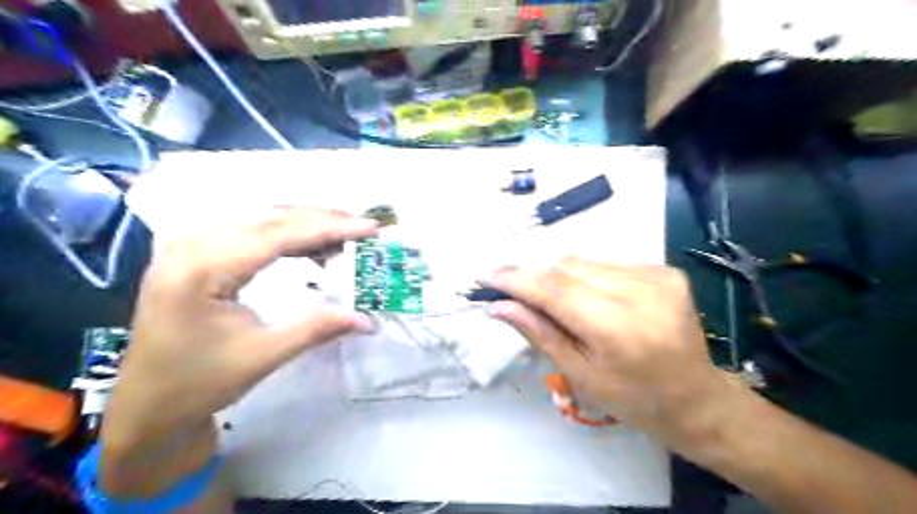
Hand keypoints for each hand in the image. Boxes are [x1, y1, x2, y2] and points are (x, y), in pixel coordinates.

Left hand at [103, 205, 379, 453]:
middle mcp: (190, 245)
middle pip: (269, 218)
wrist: (147, 404)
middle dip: (321, 221)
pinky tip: (309, 246)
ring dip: (305, 225)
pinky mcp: (195, 253)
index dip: (327, 228)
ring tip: (343, 237)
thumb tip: (369, 320)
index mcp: (200, 270)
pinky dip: (285, 235)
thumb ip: (317, 329)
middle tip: (362, 229)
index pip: (276, 234)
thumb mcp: (263, 356)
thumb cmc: (198, 383)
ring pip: (260, 219)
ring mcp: (188, 245)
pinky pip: (249, 230)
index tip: (368, 227)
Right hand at [483, 257, 735, 444]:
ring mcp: (657, 276)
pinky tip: (594, 299)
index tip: (484, 276)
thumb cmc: (633, 399)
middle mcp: (641, 293)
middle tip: (519, 297)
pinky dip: (588, 276)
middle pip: (566, 269)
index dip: (515, 279)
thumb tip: (498, 306)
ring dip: (561, 278)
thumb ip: (538, 332)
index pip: (553, 290)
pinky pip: (607, 263)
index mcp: (618, 329)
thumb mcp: (579, 373)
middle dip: (535, 280)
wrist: (696, 398)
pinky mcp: (665, 270)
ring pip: (584, 261)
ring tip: (564, 305)